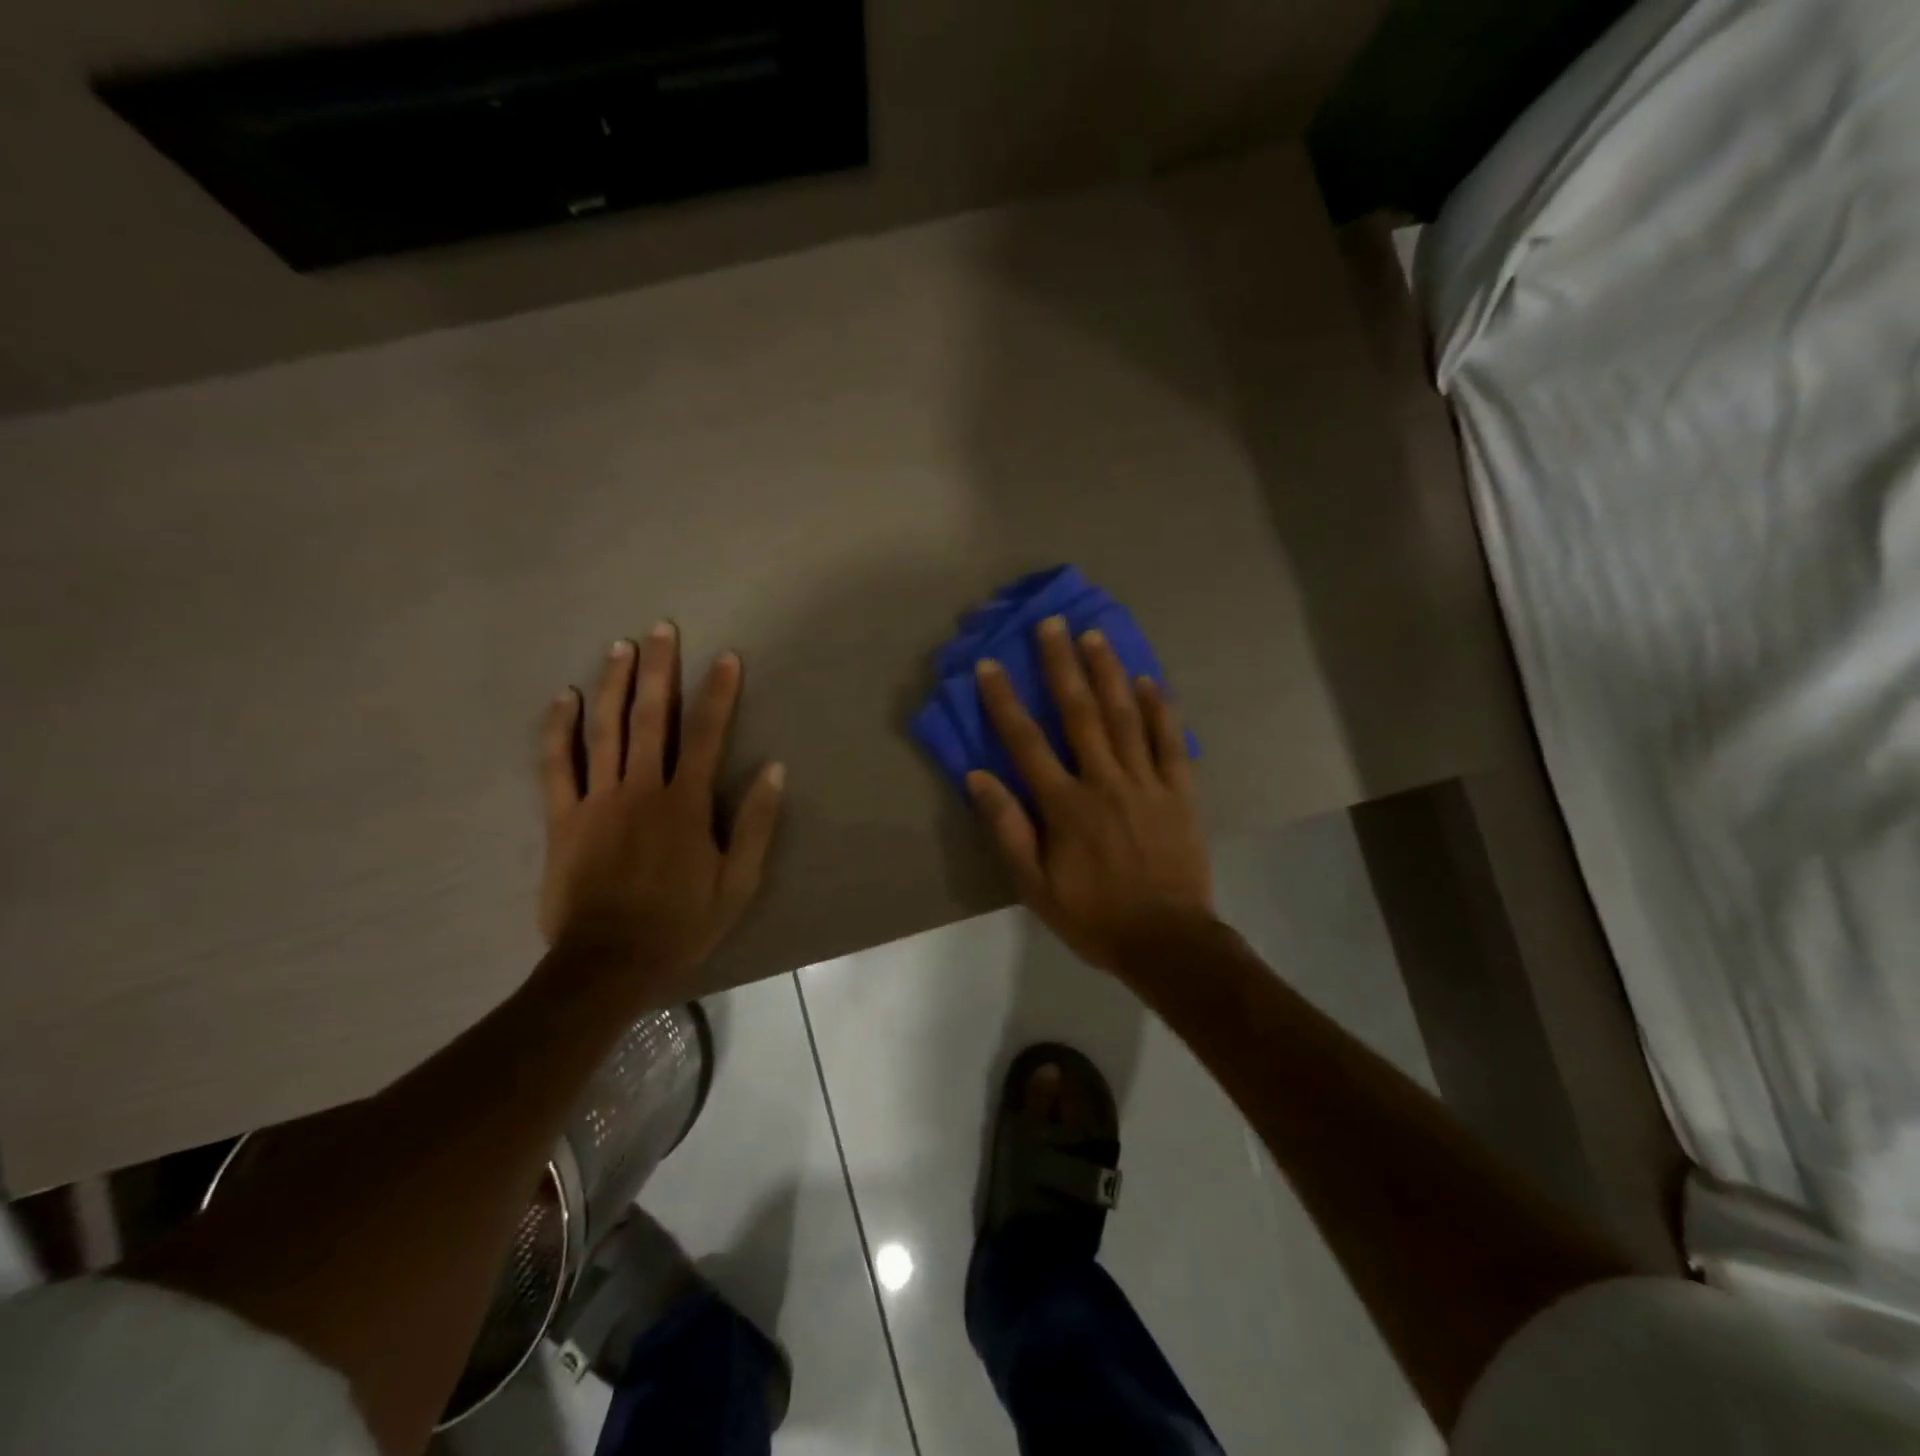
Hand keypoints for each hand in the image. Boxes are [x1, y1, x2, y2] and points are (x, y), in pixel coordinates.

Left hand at [539, 624, 783, 999]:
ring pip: (605, 730)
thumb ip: (755, 824)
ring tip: (621, 646)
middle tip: (662, 628)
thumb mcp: (738, 882)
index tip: (727, 657)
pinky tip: (566, 698)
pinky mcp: (562, 818)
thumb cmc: (680, 924)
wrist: (608, 964)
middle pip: (652, 718)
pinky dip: (559, 729)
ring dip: (614, 684)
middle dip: (659, 670)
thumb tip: (774, 770)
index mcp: (685, 804)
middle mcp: (641, 790)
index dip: (719, 693)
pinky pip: (557, 765)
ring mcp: (597, 800)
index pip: (708, 735)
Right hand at [966, 614, 1216, 975]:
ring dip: (1109, 673)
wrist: (1167, 942)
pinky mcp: (1180, 791)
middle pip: (1080, 713)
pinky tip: (1149, 681)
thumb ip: (1008, 829)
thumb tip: (978, 777)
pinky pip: (1170, 742)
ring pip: (1125, 717)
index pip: (1026, 742)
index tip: (991, 665)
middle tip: (1053, 624)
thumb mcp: (1035, 886)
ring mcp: (1146, 783)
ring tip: (1095, 636)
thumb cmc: (1093, 916)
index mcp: (1065, 806)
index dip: (1005, 701)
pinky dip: (1160, 709)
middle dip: (1063, 665)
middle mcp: (1104, 782)